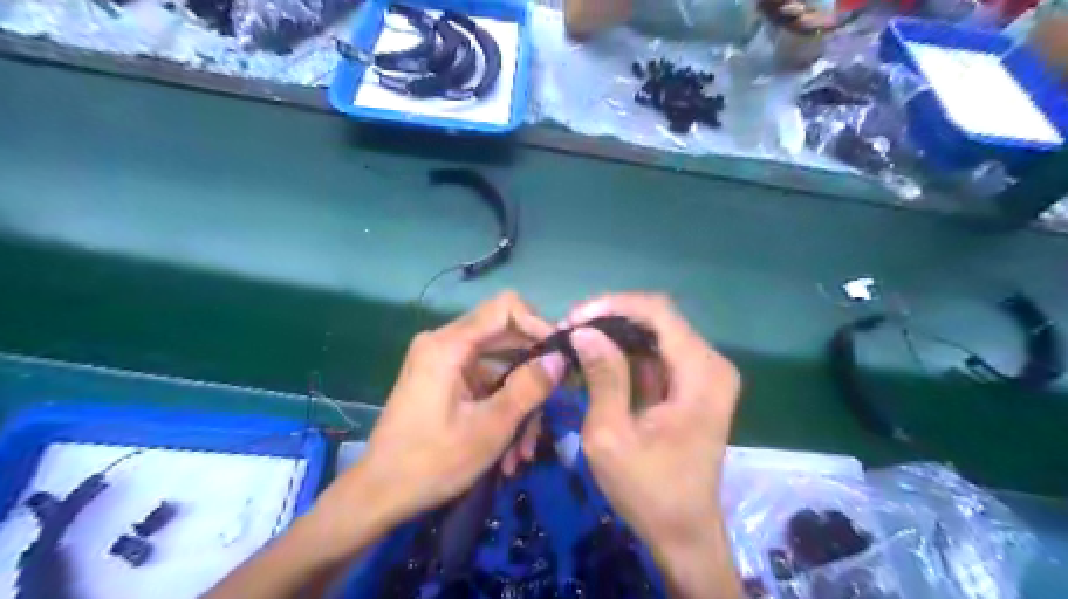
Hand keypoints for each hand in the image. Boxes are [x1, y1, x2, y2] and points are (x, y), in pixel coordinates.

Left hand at [314, 293, 567, 547]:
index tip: (560, 355)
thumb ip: (528, 388)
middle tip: (553, 403)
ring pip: (497, 366)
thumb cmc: (432, 462)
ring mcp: (441, 362)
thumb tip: (560, 358)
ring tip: (525, 448)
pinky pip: (482, 382)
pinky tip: (509, 449)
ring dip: (517, 401)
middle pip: (503, 337)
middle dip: (531, 373)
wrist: (379, 495)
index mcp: (449, 345)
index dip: (538, 324)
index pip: (505, 307)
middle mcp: (443, 343)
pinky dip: (499, 408)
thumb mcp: (490, 428)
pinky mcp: (442, 380)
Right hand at [562, 294, 739, 598]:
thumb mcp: (612, 436)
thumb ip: (603, 377)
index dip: (612, 306)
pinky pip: (656, 353)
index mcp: (701, 374)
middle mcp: (710, 364)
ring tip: (576, 343)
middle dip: (609, 319)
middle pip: (658, 319)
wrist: (683, 532)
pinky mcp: (692, 385)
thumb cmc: (648, 490)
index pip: (658, 312)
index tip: (573, 319)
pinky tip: (596, 360)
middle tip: (568, 331)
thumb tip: (583, 331)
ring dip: (614, 334)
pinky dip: (625, 353)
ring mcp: (704, 374)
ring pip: (655, 333)